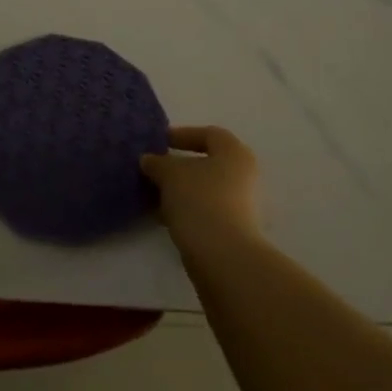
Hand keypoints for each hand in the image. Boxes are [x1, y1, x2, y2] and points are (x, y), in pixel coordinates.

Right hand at [141, 126, 260, 247]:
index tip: (158, 142)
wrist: (223, 256)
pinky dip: (185, 208)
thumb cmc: (199, 201)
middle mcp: (243, 175)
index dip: (182, 134)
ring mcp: (241, 204)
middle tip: (153, 168)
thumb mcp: (170, 174)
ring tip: (153, 193)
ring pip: (204, 188)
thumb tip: (148, 160)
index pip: (209, 134)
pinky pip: (205, 209)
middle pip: (206, 163)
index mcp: (234, 153)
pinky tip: (163, 215)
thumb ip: (157, 162)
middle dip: (178, 165)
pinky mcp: (233, 229)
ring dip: (179, 189)